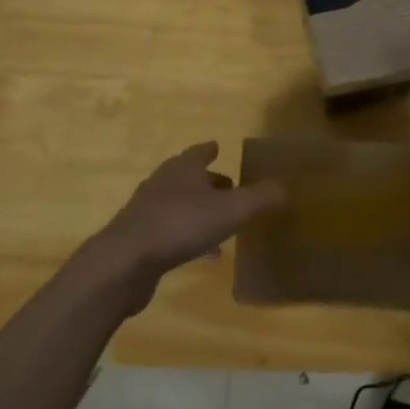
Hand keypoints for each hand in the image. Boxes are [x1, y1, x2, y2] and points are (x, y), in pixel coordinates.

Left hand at [78, 143, 284, 313]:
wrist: (126, 261)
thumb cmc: (181, 224)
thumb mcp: (232, 210)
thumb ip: (260, 198)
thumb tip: (283, 186)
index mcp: (183, 168)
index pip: (199, 152)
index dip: (211, 150)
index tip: (218, 146)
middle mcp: (163, 183)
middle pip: (188, 177)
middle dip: (208, 181)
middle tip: (229, 186)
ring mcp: (147, 211)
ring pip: (178, 204)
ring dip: (199, 210)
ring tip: (221, 223)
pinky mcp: (139, 239)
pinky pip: (171, 232)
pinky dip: (189, 237)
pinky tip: (204, 254)